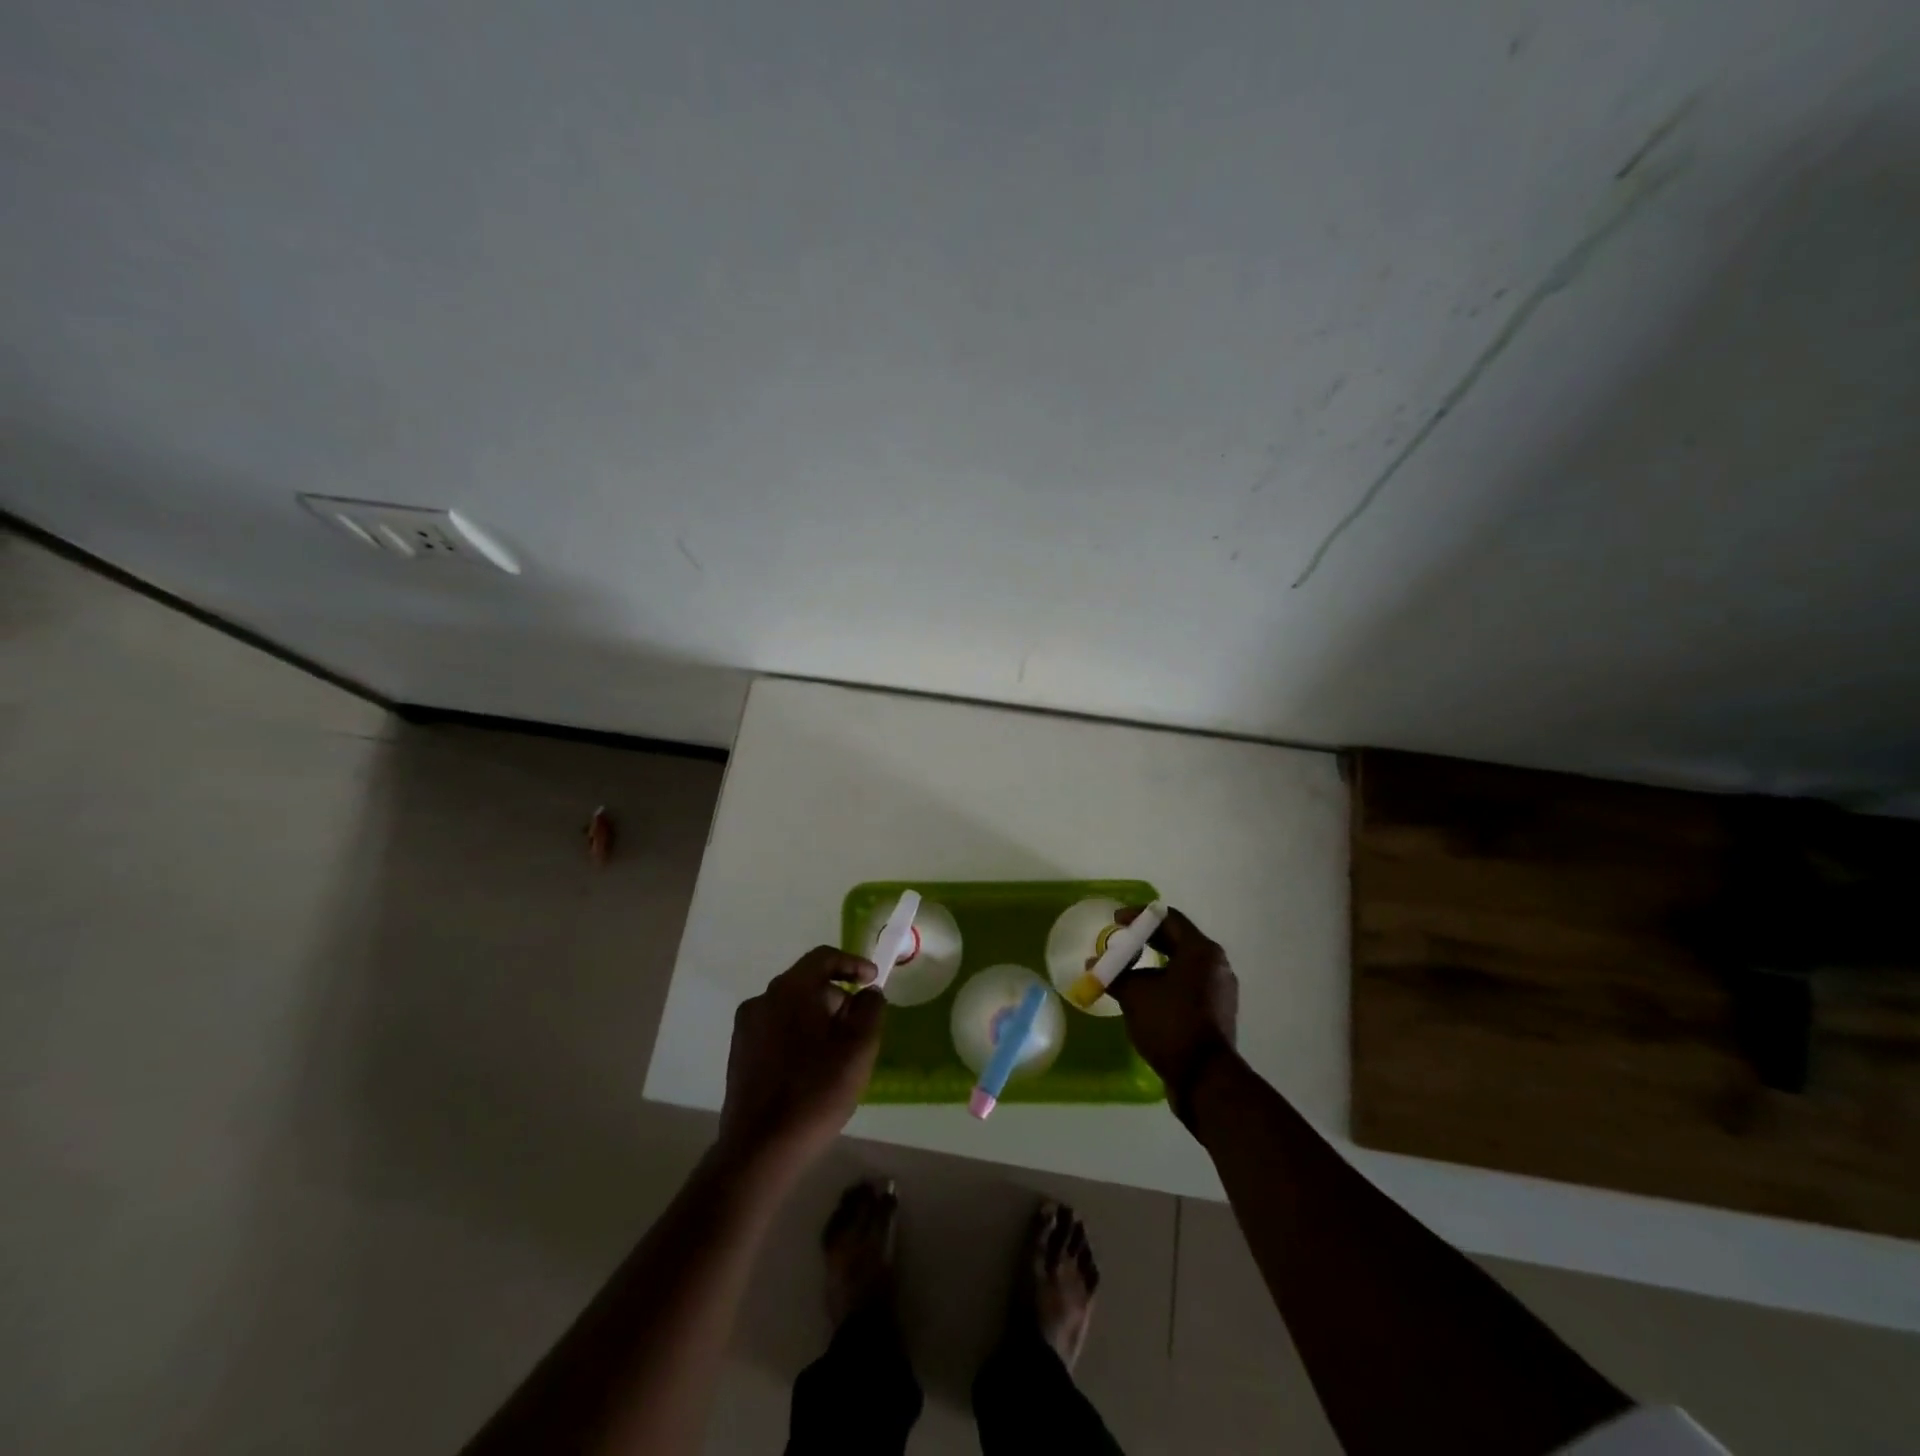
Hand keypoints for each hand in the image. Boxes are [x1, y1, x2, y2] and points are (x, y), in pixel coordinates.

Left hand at [718, 947, 885, 1175]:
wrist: (760, 1149)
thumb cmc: (815, 1091)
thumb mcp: (858, 1047)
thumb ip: (870, 1009)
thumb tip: (867, 992)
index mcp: (790, 989)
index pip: (823, 957)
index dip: (853, 963)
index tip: (873, 980)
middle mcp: (763, 1000)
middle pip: (807, 983)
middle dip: (837, 997)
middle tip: (859, 1026)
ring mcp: (746, 1028)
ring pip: (791, 1008)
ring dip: (818, 1019)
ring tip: (839, 1051)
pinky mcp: (739, 1055)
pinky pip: (777, 1031)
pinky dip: (799, 1036)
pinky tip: (812, 1069)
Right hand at [1108, 906, 1238, 1122]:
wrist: (1204, 1078)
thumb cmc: (1170, 1023)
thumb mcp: (1134, 994)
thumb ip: (1114, 973)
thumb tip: (1094, 964)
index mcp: (1201, 951)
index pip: (1168, 918)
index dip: (1138, 916)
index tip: (1115, 922)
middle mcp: (1216, 965)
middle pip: (1177, 940)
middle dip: (1145, 940)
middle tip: (1120, 943)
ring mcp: (1220, 991)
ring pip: (1183, 965)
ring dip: (1155, 963)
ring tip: (1128, 970)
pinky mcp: (1217, 1013)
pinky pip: (1188, 986)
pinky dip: (1166, 983)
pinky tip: (1145, 995)